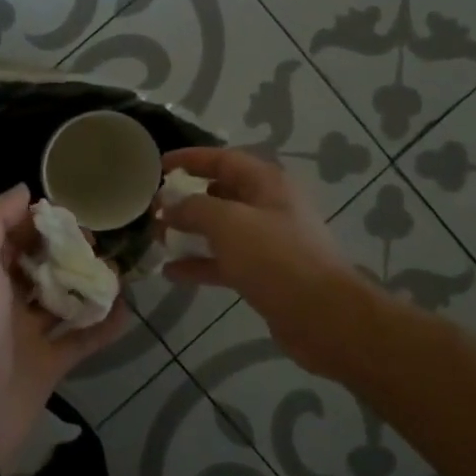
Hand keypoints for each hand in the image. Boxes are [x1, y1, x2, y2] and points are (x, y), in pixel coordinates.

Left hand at [0, 185, 128, 467]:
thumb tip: (23, 190)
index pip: (13, 234)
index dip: (39, 220)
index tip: (73, 212)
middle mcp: (2, 298)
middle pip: (40, 264)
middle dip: (68, 250)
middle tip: (99, 242)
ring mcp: (25, 334)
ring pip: (62, 300)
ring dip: (88, 284)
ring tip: (119, 271)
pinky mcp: (47, 366)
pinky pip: (80, 340)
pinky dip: (103, 326)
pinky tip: (128, 310)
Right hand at [156, 146, 356, 372]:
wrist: (323, 316)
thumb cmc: (275, 257)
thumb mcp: (228, 223)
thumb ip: (193, 208)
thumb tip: (168, 204)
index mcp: (266, 183)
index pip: (222, 158)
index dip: (189, 159)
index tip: (157, 166)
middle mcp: (269, 206)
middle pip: (222, 193)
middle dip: (186, 198)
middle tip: (153, 207)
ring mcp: (268, 242)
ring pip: (221, 229)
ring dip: (190, 232)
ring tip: (156, 238)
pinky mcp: (265, 274)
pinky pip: (226, 261)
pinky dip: (200, 264)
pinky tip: (171, 272)